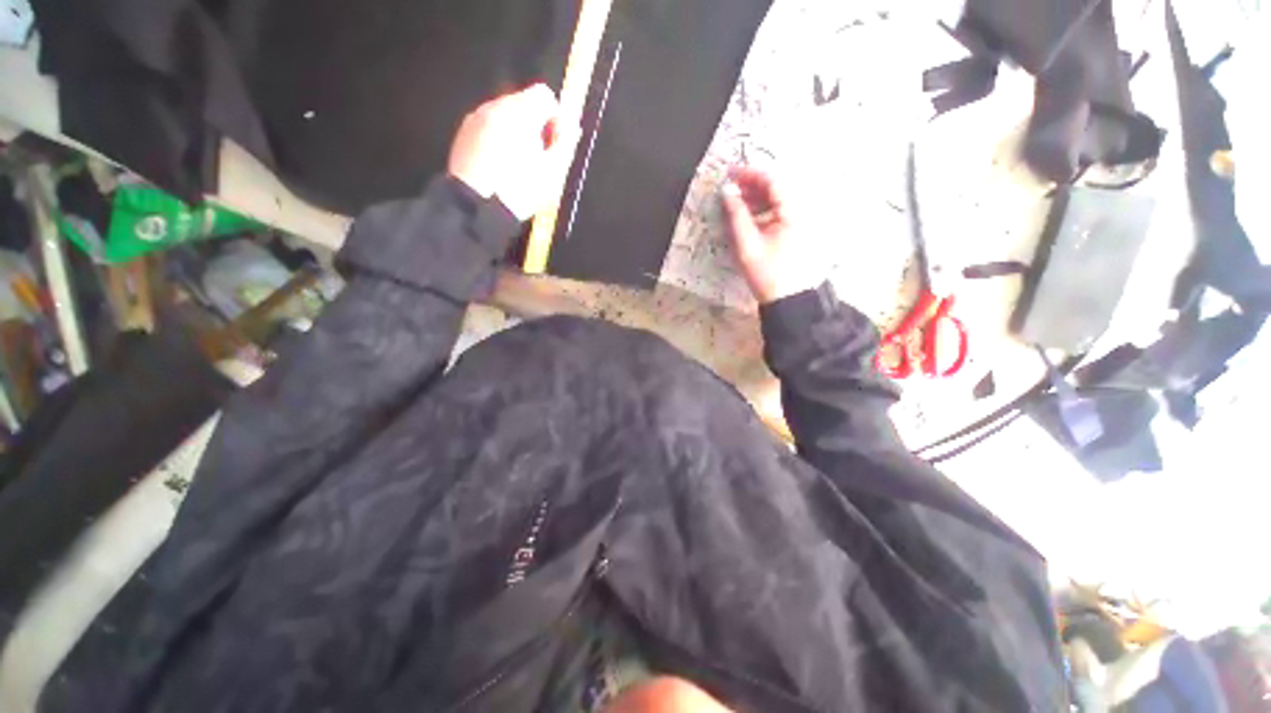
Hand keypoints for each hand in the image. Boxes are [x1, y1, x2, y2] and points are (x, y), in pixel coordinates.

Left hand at [448, 84, 580, 220]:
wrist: (478, 207)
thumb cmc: (520, 190)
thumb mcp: (553, 171)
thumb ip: (566, 144)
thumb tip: (571, 128)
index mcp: (520, 112)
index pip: (545, 95)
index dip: (556, 118)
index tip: (556, 142)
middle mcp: (495, 106)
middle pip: (523, 104)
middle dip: (536, 126)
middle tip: (540, 158)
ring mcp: (476, 118)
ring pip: (505, 116)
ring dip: (517, 133)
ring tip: (520, 165)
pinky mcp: (464, 133)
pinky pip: (489, 128)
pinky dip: (499, 140)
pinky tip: (502, 166)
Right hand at [720, 167, 824, 303]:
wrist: (789, 300)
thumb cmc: (768, 274)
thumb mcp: (747, 245)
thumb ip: (736, 216)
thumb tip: (727, 192)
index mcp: (793, 211)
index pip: (772, 181)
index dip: (749, 174)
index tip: (729, 174)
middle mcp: (801, 211)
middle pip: (777, 188)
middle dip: (752, 186)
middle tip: (729, 189)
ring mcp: (801, 221)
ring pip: (778, 200)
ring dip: (756, 198)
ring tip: (735, 203)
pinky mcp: (797, 231)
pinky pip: (779, 212)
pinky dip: (763, 210)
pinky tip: (749, 217)